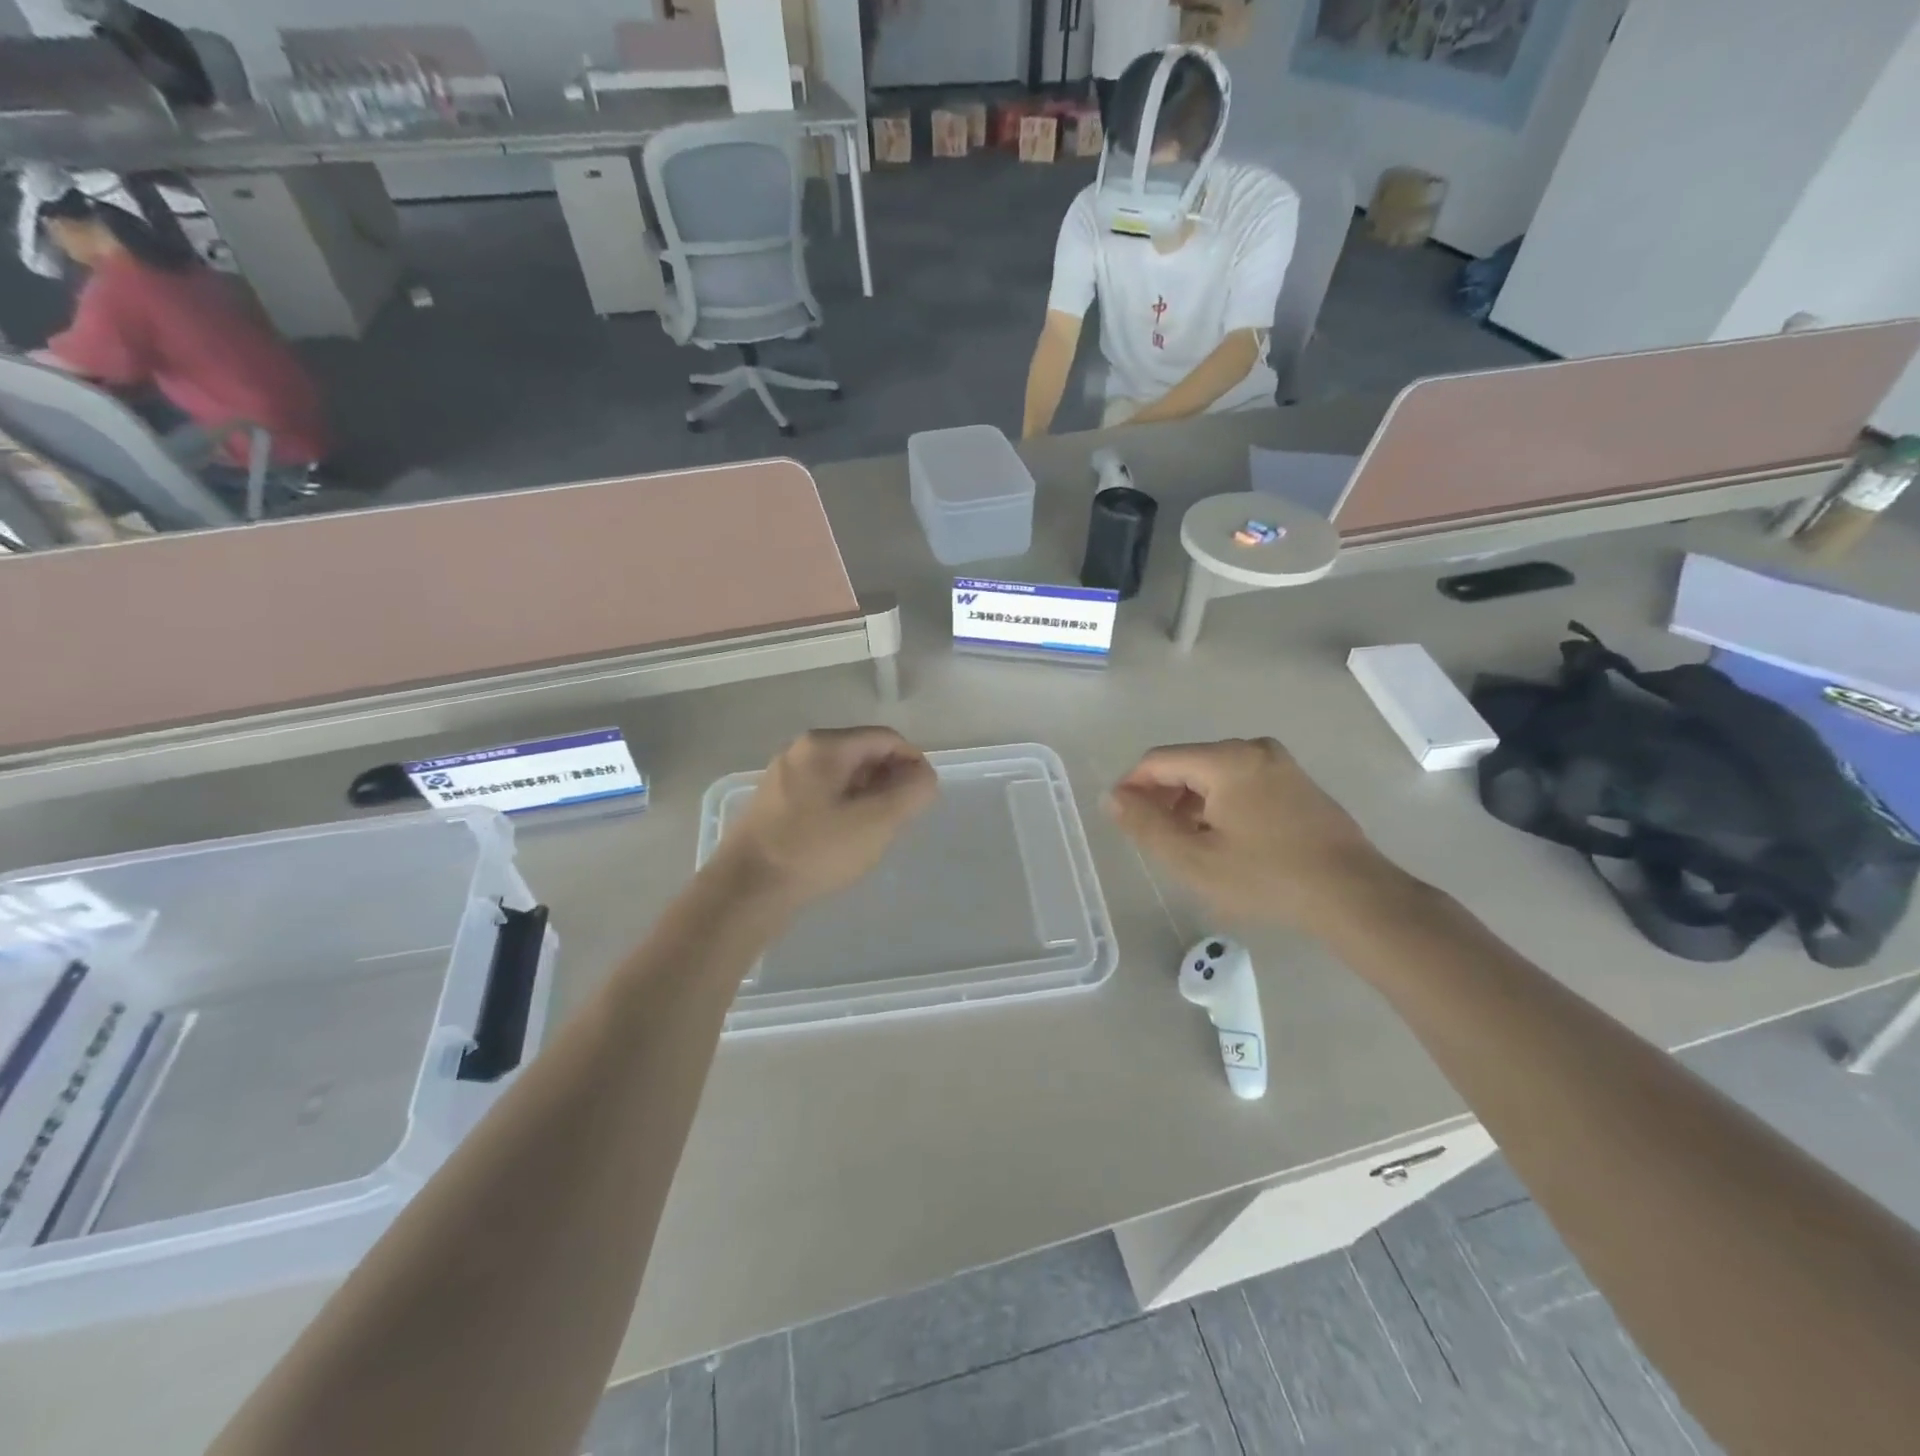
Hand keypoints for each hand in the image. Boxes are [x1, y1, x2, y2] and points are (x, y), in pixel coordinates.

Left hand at [716, 728, 937, 907]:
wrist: (745, 891)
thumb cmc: (815, 851)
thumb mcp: (876, 823)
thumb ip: (911, 793)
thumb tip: (924, 776)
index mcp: (825, 745)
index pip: (886, 739)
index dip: (913, 763)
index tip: (923, 797)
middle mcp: (801, 750)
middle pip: (863, 753)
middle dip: (890, 780)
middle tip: (901, 818)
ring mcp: (783, 776)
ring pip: (842, 776)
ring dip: (867, 796)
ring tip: (876, 832)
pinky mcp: (773, 803)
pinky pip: (821, 793)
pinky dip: (843, 807)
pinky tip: (844, 839)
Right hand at [1107, 738, 1398, 929]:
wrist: (1353, 895)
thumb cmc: (1266, 878)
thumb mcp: (1194, 859)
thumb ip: (1146, 825)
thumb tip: (1112, 797)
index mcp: (1225, 759)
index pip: (1158, 761)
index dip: (1132, 787)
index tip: (1122, 820)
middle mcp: (1252, 748)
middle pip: (1187, 764)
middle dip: (1163, 797)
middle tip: (1156, 840)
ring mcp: (1280, 763)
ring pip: (1214, 774)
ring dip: (1191, 803)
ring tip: (1188, 845)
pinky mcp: (1297, 781)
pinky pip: (1241, 781)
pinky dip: (1220, 803)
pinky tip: (1224, 840)